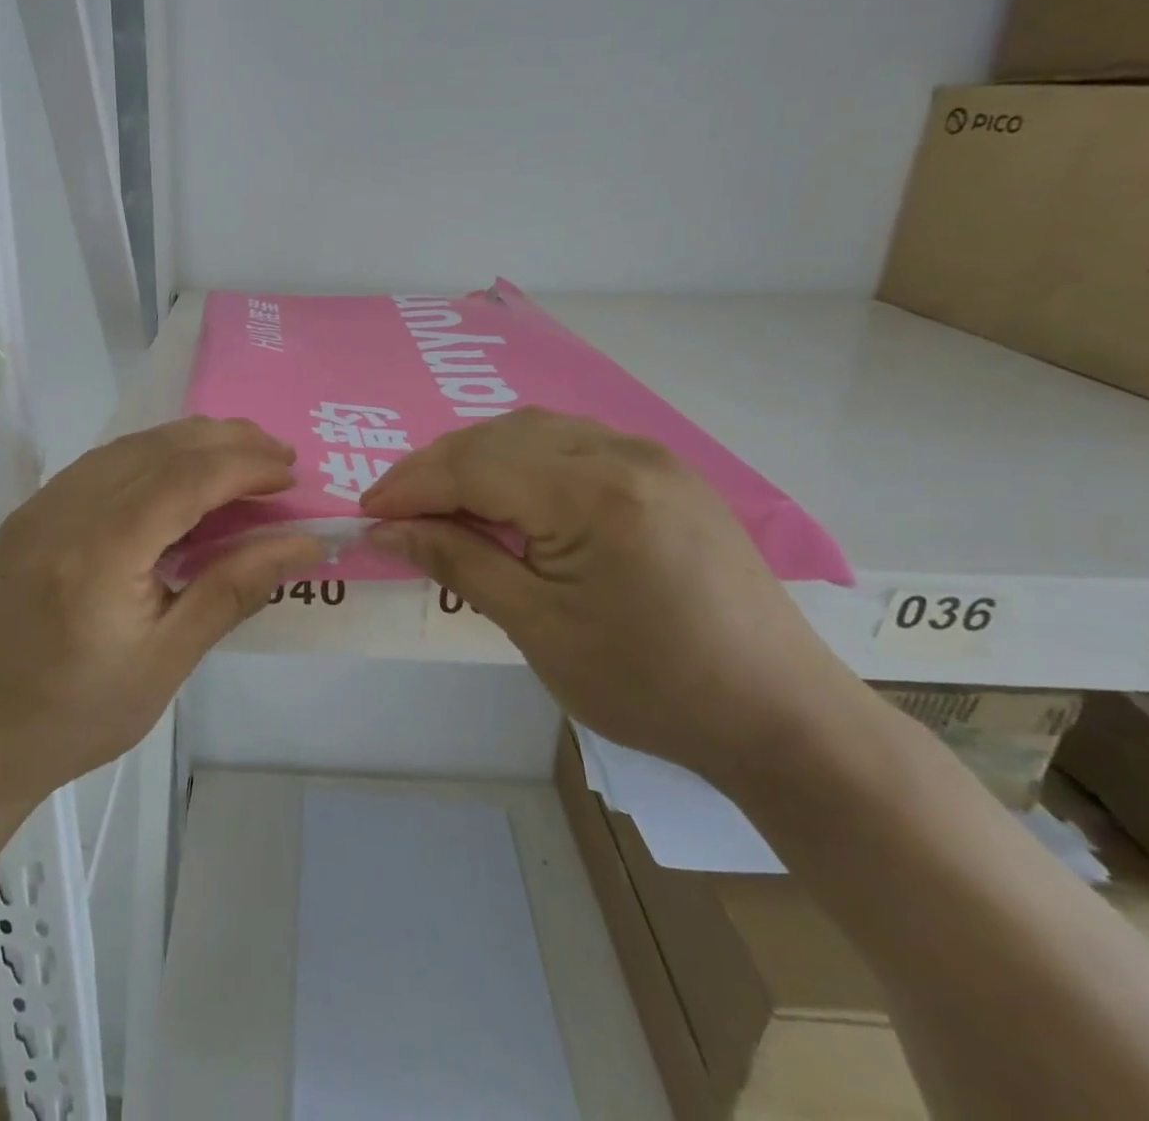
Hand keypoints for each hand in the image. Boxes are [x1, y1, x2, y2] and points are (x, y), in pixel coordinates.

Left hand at [0, 417, 324, 802]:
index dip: (245, 467)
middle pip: (159, 448)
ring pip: (129, 446)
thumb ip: (235, 589)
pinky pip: (102, 463)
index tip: (290, 475)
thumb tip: (302, 543)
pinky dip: (152, 456)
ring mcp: (41, 506)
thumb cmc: (82, 713)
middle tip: (278, 454)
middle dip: (226, 441)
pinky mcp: (32, 513)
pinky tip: (179, 473)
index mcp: (101, 551)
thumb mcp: (169, 660)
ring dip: (190, 442)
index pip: (186, 479)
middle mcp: (65, 510)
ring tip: (240, 454)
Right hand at [360, 408, 871, 784]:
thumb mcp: (538, 628)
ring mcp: (651, 456)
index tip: (366, 514)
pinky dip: (522, 461)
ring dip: (477, 458)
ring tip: (441, 503)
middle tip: (395, 511)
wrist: (782, 717)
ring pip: (534, 431)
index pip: (473, 466)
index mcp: (592, 493)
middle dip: (436, 468)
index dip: (410, 486)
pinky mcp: (666, 473)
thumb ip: (457, 563)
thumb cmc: (650, 686)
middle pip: (499, 437)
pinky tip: (508, 496)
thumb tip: (386, 530)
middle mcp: (622, 453)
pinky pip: (572, 444)